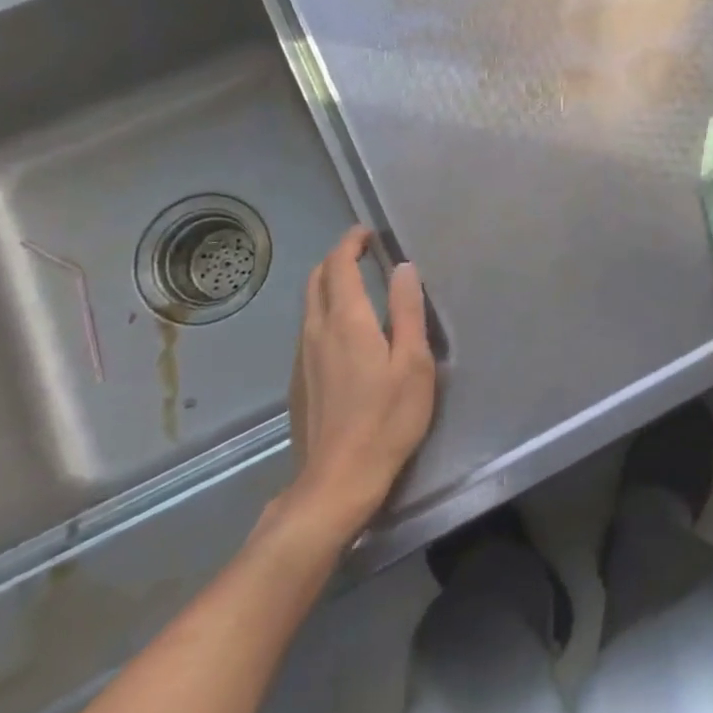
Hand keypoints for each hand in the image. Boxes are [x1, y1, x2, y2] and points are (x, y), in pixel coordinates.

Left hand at [277, 226, 435, 539]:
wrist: (337, 479)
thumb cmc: (386, 418)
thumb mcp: (413, 362)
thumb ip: (408, 311)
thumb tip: (403, 268)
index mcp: (346, 320)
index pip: (339, 265)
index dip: (351, 242)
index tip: (367, 232)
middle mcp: (316, 330)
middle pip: (317, 279)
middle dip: (336, 258)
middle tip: (362, 251)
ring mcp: (302, 356)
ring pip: (309, 304)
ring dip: (329, 283)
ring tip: (356, 284)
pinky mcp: (299, 380)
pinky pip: (308, 328)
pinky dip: (324, 311)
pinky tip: (345, 330)